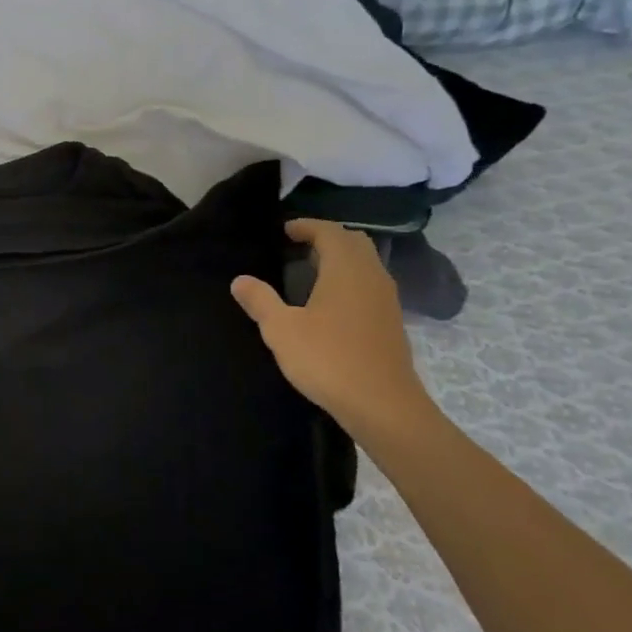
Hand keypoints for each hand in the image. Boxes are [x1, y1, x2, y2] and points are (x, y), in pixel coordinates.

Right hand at [231, 220, 435, 438]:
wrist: (382, 405)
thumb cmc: (328, 359)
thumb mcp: (282, 330)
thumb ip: (260, 301)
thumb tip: (239, 280)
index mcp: (346, 269)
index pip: (329, 232)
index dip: (307, 226)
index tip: (285, 231)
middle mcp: (372, 276)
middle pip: (353, 242)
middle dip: (327, 237)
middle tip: (298, 246)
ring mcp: (386, 299)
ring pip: (366, 263)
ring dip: (341, 258)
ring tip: (312, 270)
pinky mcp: (391, 321)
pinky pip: (370, 284)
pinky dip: (351, 279)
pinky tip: (332, 301)